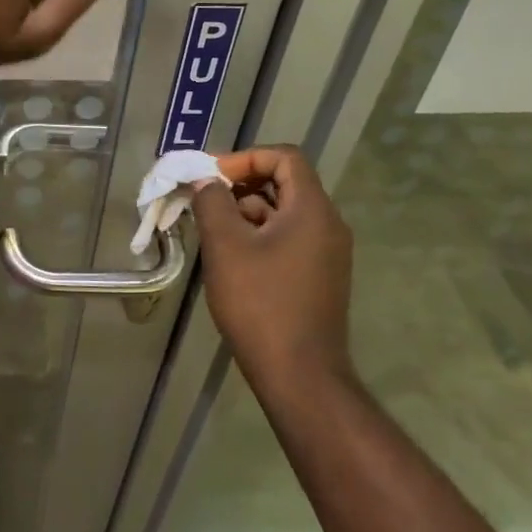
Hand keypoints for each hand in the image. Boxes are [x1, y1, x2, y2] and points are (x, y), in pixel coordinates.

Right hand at [191, 146, 356, 393]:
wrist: (300, 375)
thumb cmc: (260, 303)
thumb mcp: (225, 246)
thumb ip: (211, 202)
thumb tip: (205, 182)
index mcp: (312, 209)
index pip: (284, 157)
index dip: (245, 158)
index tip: (211, 178)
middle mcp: (327, 225)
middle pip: (284, 182)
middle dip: (240, 184)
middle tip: (204, 200)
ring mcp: (327, 253)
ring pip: (283, 212)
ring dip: (246, 211)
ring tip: (211, 230)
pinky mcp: (319, 276)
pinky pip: (288, 238)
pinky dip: (258, 235)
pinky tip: (230, 257)